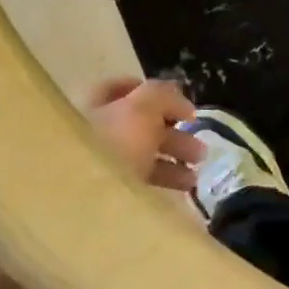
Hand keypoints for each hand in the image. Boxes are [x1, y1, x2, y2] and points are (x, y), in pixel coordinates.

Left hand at [89, 77, 204, 188]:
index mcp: (96, 105)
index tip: (182, 105)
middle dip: (174, 131)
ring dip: (175, 157)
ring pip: (144, 153)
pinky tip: (185, 185)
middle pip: (140, 124)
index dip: (154, 93)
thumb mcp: (144, 107)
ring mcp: (102, 163)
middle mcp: (96, 131)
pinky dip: (165, 179)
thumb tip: (184, 106)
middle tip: (199, 143)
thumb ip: (165, 96)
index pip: (123, 89)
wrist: (89, 199)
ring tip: (198, 167)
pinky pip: (141, 179)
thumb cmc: (115, 142)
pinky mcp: (110, 191)